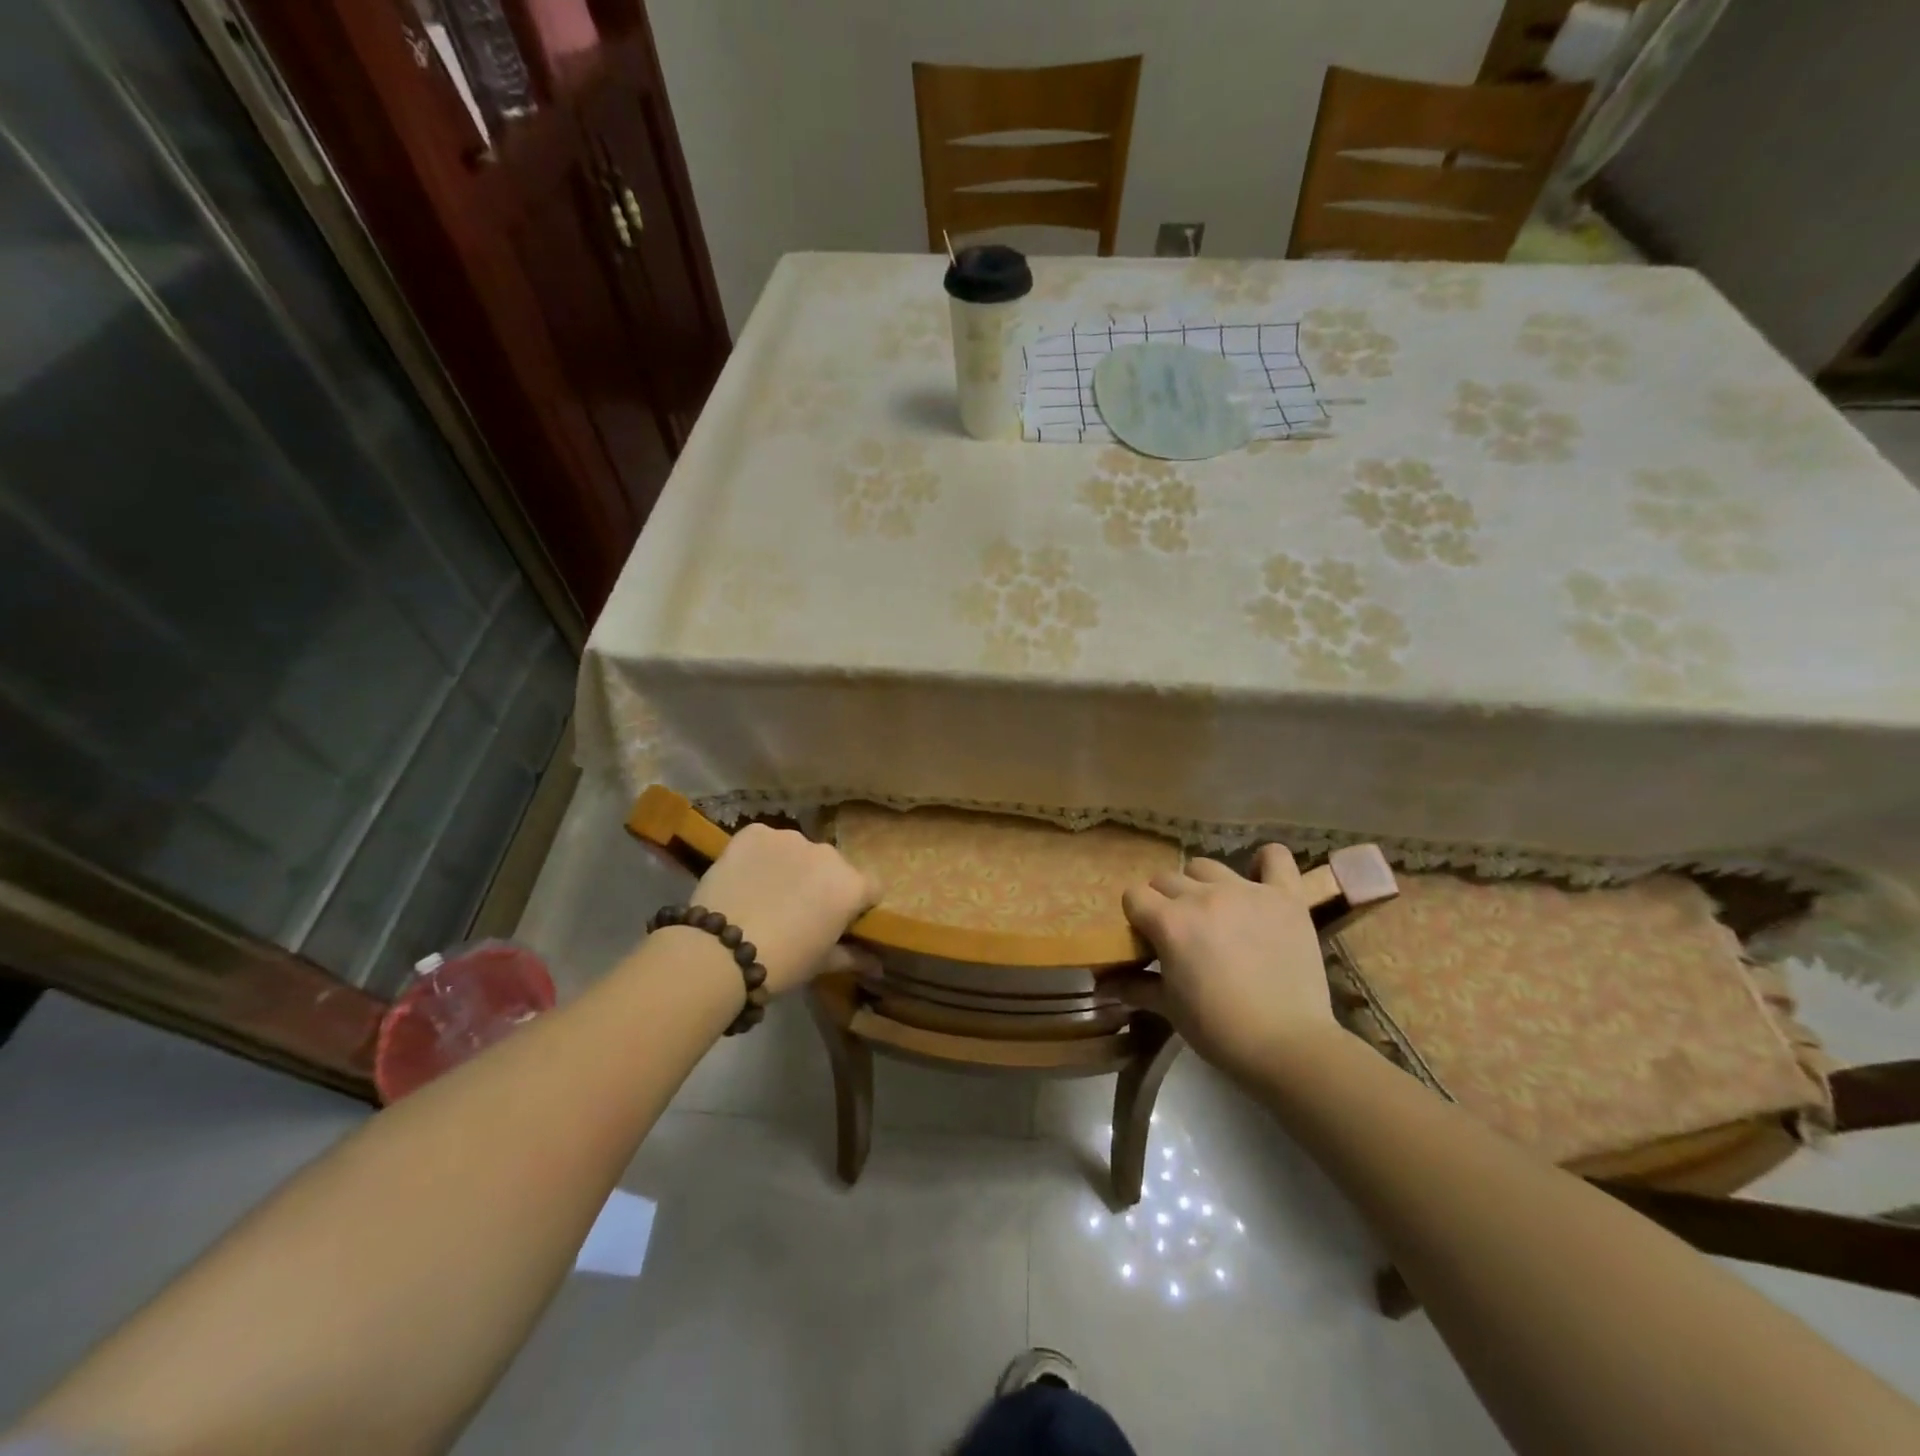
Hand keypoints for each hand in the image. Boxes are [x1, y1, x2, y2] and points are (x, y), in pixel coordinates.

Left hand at [686, 824, 880, 994]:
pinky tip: (744, 879)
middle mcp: (827, 853)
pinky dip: (759, 856)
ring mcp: (789, 838)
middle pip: (833, 866)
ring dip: (791, 867)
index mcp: (851, 885)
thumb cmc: (783, 963)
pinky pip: (764, 841)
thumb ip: (853, 957)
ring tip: (765, 895)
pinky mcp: (754, 832)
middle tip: (798, 911)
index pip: (871, 888)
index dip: (858, 905)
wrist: (720, 951)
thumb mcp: (821, 963)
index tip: (840, 921)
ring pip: (798, 851)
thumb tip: (877, 966)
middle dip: (822, 883)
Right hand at [1118, 846, 1336, 1079]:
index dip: (1137, 916)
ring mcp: (1247, 892)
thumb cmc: (1219, 1030)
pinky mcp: (1285, 897)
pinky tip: (1259, 881)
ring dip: (1202, 884)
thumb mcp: (1169, 1008)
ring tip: (1216, 912)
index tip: (1148, 938)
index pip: (1134, 895)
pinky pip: (1275, 857)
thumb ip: (1134, 986)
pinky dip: (1264, 863)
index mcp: (1170, 921)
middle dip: (1166, 902)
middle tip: (1182, 932)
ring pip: (1207, 866)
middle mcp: (1203, 896)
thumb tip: (1101, 985)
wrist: (1288, 1045)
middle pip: (1167, 879)